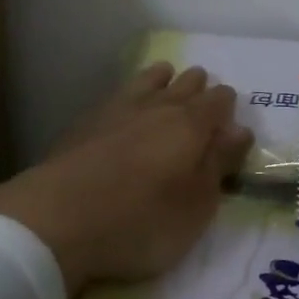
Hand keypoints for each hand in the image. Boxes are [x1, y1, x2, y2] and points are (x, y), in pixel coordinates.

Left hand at [0, 63, 252, 294]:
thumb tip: (239, 129)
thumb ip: (218, 164)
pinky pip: (118, 93)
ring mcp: (118, 108)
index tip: (228, 116)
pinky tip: (124, 103)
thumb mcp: (196, 205)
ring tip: (166, 80)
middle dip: (198, 87)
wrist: (59, 217)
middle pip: (186, 83)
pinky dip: (130, 92)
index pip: (219, 101)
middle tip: (202, 95)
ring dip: (163, 79)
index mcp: (191, 125)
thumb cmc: (142, 220)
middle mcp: (158, 106)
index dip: (227, 106)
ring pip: (149, 79)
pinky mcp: (86, 121)